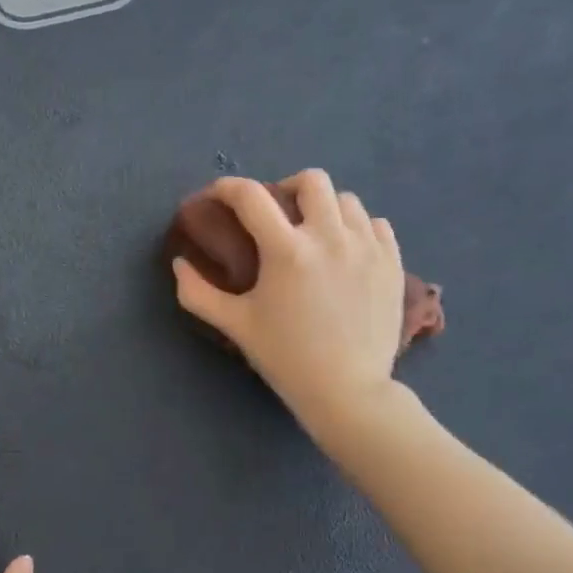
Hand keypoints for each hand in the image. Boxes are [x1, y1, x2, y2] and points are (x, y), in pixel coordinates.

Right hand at [172, 170, 406, 433]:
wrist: (347, 391)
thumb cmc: (285, 358)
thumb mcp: (235, 325)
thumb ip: (198, 292)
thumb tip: (179, 264)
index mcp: (287, 250)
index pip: (251, 196)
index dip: (227, 188)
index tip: (217, 196)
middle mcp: (330, 237)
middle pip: (312, 181)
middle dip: (286, 188)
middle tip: (277, 214)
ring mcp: (368, 247)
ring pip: (347, 200)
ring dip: (324, 208)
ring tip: (314, 234)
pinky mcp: (392, 263)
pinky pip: (376, 225)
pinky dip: (357, 228)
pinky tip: (345, 250)